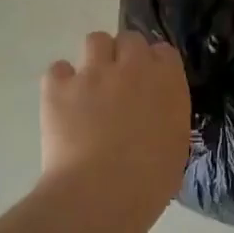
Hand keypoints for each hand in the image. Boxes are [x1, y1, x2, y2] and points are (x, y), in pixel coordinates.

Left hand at [41, 31, 190, 221]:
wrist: (102, 193)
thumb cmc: (150, 181)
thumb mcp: (175, 146)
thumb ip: (168, 118)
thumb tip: (155, 118)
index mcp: (167, 81)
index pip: (164, 52)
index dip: (155, 66)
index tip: (150, 85)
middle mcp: (133, 66)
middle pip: (129, 39)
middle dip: (125, 56)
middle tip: (120, 84)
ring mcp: (93, 73)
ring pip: (95, 40)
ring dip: (95, 59)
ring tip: (91, 86)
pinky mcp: (59, 86)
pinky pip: (58, 69)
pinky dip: (61, 82)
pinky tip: (63, 103)